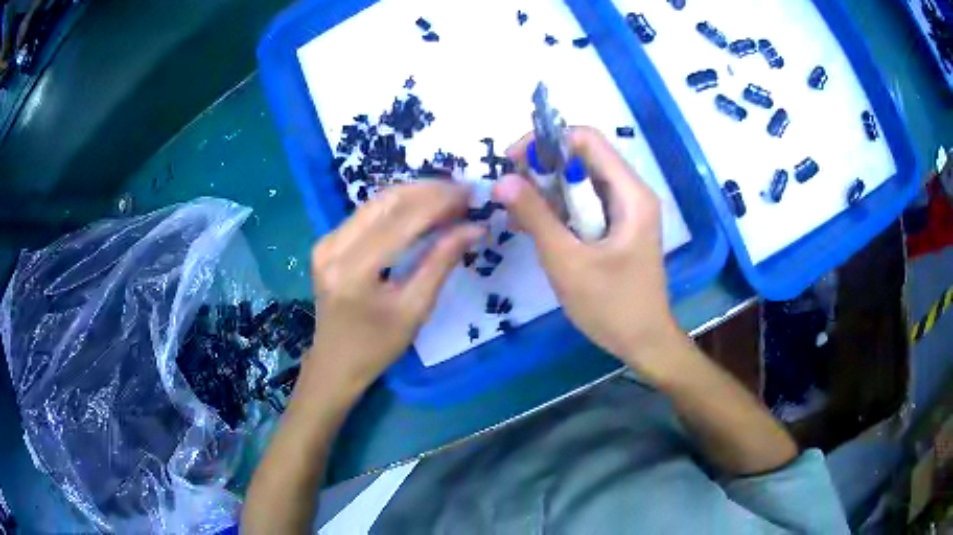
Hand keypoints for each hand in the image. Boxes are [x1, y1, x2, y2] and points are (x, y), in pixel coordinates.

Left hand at [301, 182, 483, 398]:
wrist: (335, 362)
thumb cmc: (377, 347)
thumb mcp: (415, 310)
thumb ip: (441, 263)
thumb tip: (474, 227)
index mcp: (353, 271)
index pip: (401, 220)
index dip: (439, 202)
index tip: (471, 194)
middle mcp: (333, 248)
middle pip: (386, 202)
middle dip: (428, 192)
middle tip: (463, 195)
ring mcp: (326, 242)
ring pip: (376, 203)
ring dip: (415, 195)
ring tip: (448, 200)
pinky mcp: (327, 242)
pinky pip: (367, 214)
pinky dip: (398, 208)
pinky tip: (422, 210)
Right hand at [494, 126, 682, 383]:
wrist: (644, 342)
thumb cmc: (612, 306)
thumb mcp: (568, 261)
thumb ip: (536, 217)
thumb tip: (502, 181)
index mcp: (630, 193)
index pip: (585, 138)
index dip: (545, 142)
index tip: (512, 163)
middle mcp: (631, 193)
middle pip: (582, 157)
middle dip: (541, 168)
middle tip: (509, 192)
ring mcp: (626, 210)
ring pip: (580, 181)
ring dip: (546, 191)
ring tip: (516, 216)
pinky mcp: (618, 227)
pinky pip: (584, 205)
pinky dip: (559, 210)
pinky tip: (535, 230)